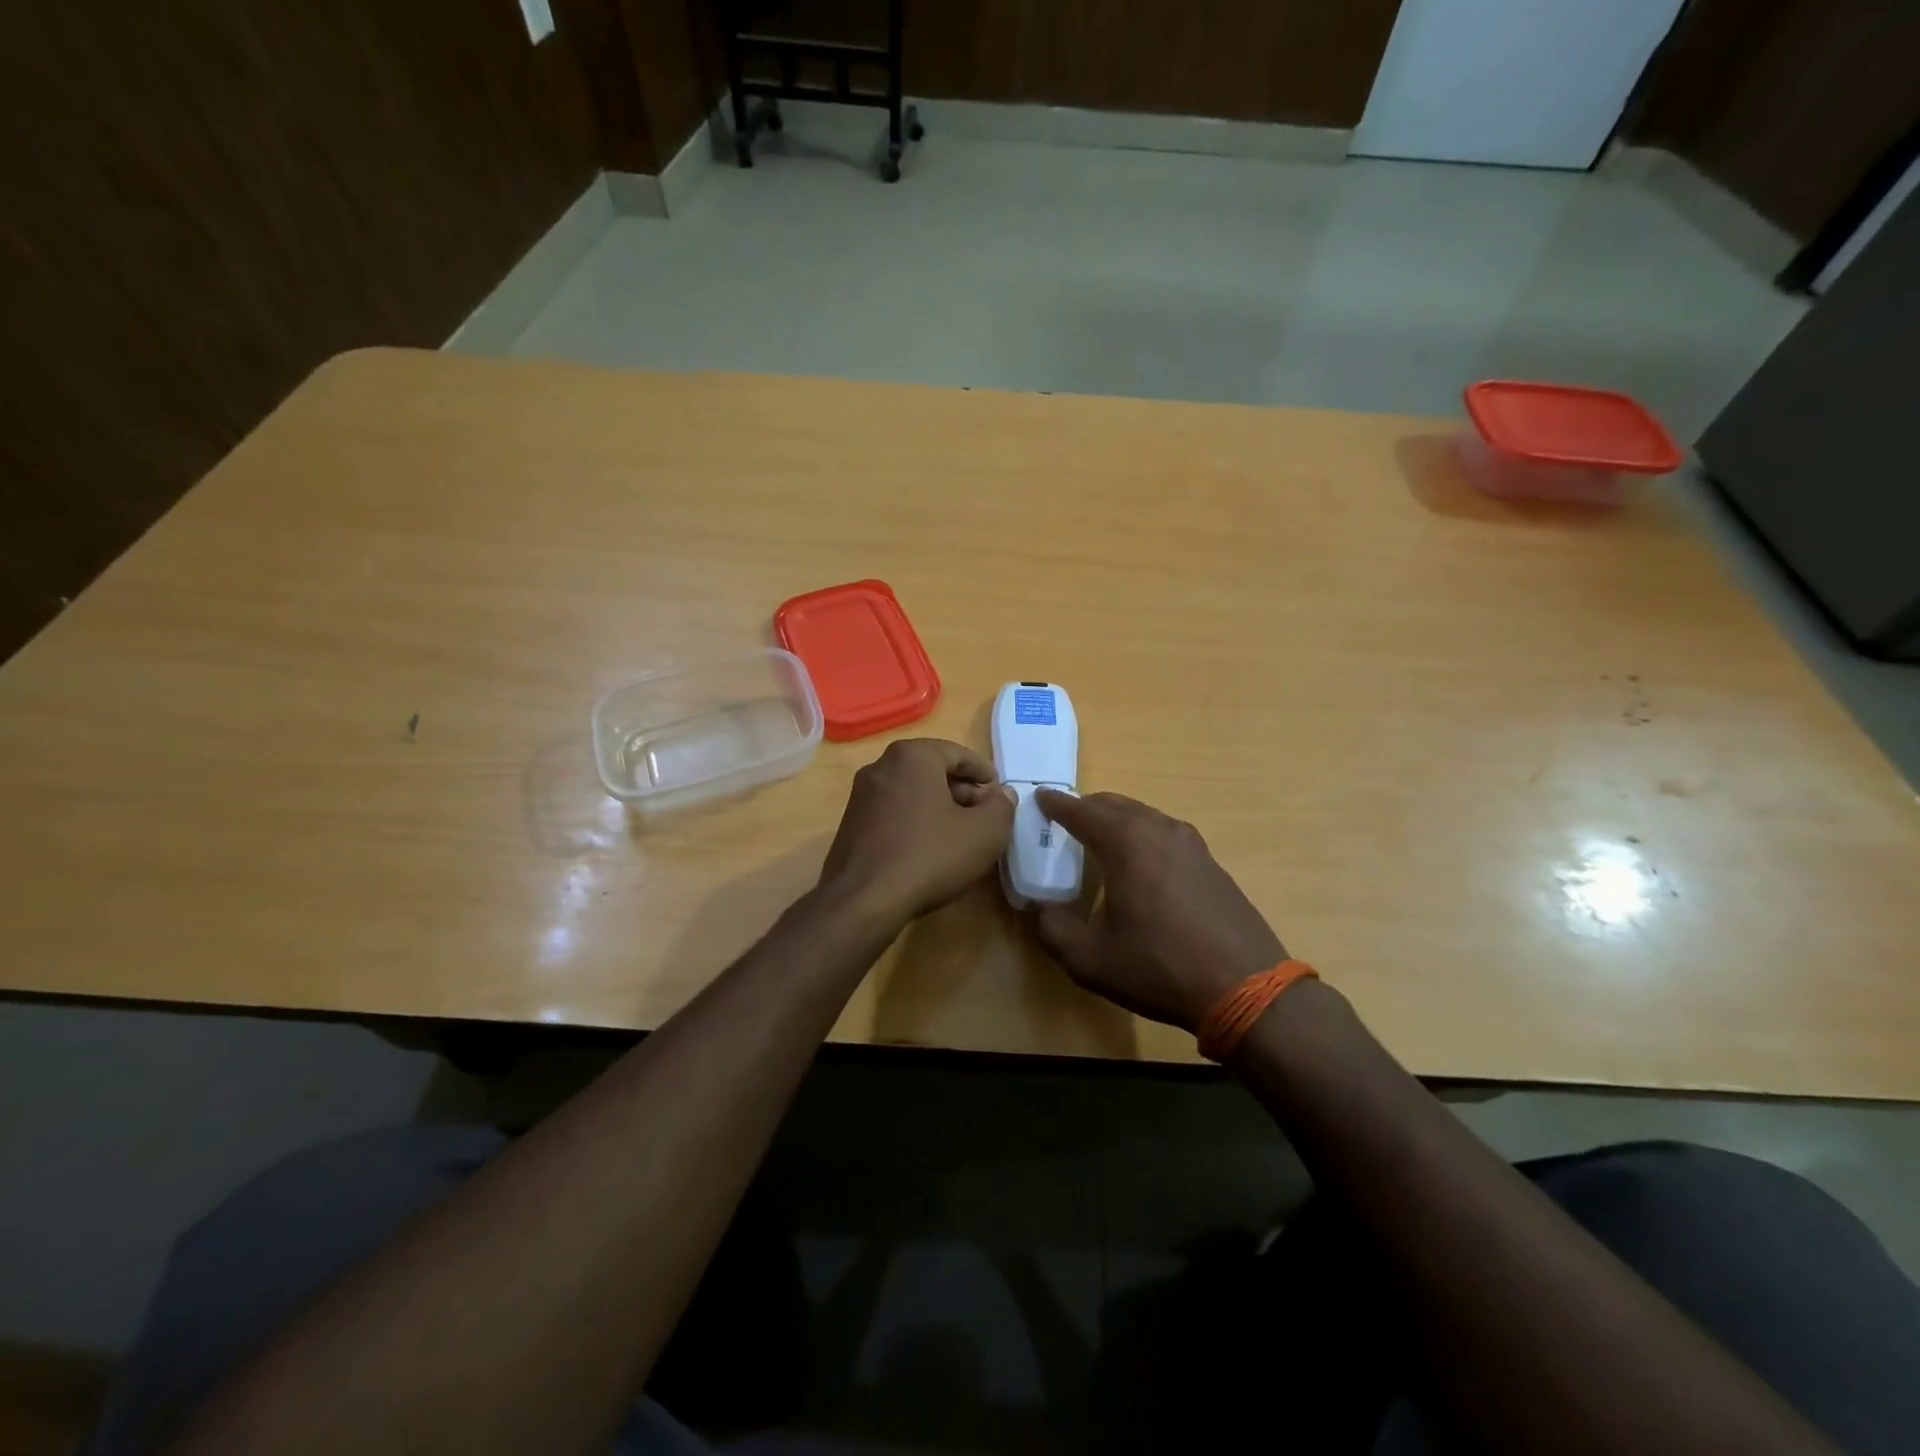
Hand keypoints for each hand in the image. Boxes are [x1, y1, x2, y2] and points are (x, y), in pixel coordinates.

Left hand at [818, 738, 1015, 927]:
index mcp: (913, 756)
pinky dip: (915, 822)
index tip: (999, 793)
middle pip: (932, 771)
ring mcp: (861, 796)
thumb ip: (1001, 807)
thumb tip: (1002, 794)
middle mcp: (881, 766)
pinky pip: (892, 813)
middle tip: (984, 815)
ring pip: (912, 792)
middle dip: (962, 790)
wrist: (863, 901)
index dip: (983, 773)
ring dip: (938, 807)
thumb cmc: (929, 856)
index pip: (958, 753)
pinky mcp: (850, 824)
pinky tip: (929, 850)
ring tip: (960, 835)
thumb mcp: (983, 833)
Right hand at [1030, 791, 1286, 1030]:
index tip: (1040, 797)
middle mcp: (1160, 831)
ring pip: (1144, 815)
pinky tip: (1141, 864)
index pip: (1082, 811)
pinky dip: (1143, 835)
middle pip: (1115, 804)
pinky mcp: (1212, 863)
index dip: (1057, 804)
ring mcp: (1192, 844)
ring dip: (1117, 819)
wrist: (1247, 988)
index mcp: (1127, 843)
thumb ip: (1052, 929)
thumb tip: (1040, 908)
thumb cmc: (1160, 968)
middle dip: (1086, 807)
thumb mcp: (1090, 960)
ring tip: (1100, 839)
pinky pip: (1166, 833)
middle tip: (1065, 820)